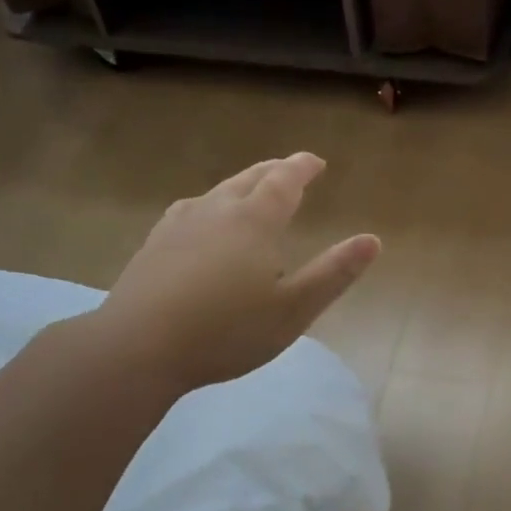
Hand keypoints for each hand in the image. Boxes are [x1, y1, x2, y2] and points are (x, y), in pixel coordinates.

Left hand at [90, 153, 379, 391]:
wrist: (137, 348)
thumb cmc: (226, 331)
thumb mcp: (293, 309)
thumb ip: (334, 273)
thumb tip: (372, 240)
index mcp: (254, 221)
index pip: (284, 181)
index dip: (302, 168)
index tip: (316, 161)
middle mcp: (216, 210)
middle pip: (249, 179)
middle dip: (273, 171)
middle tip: (289, 169)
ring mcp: (179, 225)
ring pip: (217, 191)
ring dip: (241, 185)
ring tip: (251, 190)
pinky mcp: (154, 244)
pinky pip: (190, 210)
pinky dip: (209, 205)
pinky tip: (200, 219)